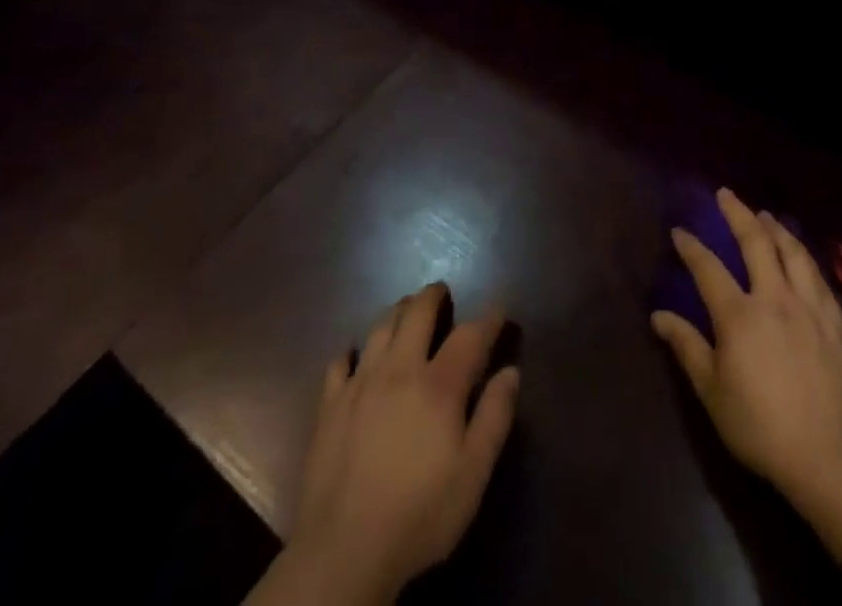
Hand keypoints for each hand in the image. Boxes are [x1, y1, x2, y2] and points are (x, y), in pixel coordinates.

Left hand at [282, 283, 519, 604]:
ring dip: (396, 312)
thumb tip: (511, 371)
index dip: (488, 319)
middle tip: (441, 291)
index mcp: (439, 385)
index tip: (499, 308)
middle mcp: (399, 369)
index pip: (470, 336)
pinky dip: (351, 352)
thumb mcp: (473, 474)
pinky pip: (340, 362)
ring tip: (405, 310)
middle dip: (432, 296)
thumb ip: (495, 417)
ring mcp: (360, 383)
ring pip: (379, 328)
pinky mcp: (330, 404)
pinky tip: (354, 356)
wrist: (345, 549)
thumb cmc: (420, 514)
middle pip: (417, 313)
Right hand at [651, 188, 841, 510]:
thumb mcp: (713, 392)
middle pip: (756, 242)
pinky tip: (801, 256)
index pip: (708, 267)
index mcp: (739, 314)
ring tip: (765, 215)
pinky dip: (804, 257)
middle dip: (738, 214)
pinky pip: (818, 277)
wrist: (832, 459)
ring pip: (793, 252)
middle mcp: (774, 298)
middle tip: (726, 195)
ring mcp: (809, 308)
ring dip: (776, 228)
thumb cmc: (762, 427)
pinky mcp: (836, 323)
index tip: (680, 231)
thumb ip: (687, 347)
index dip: (691, 246)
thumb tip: (659, 316)